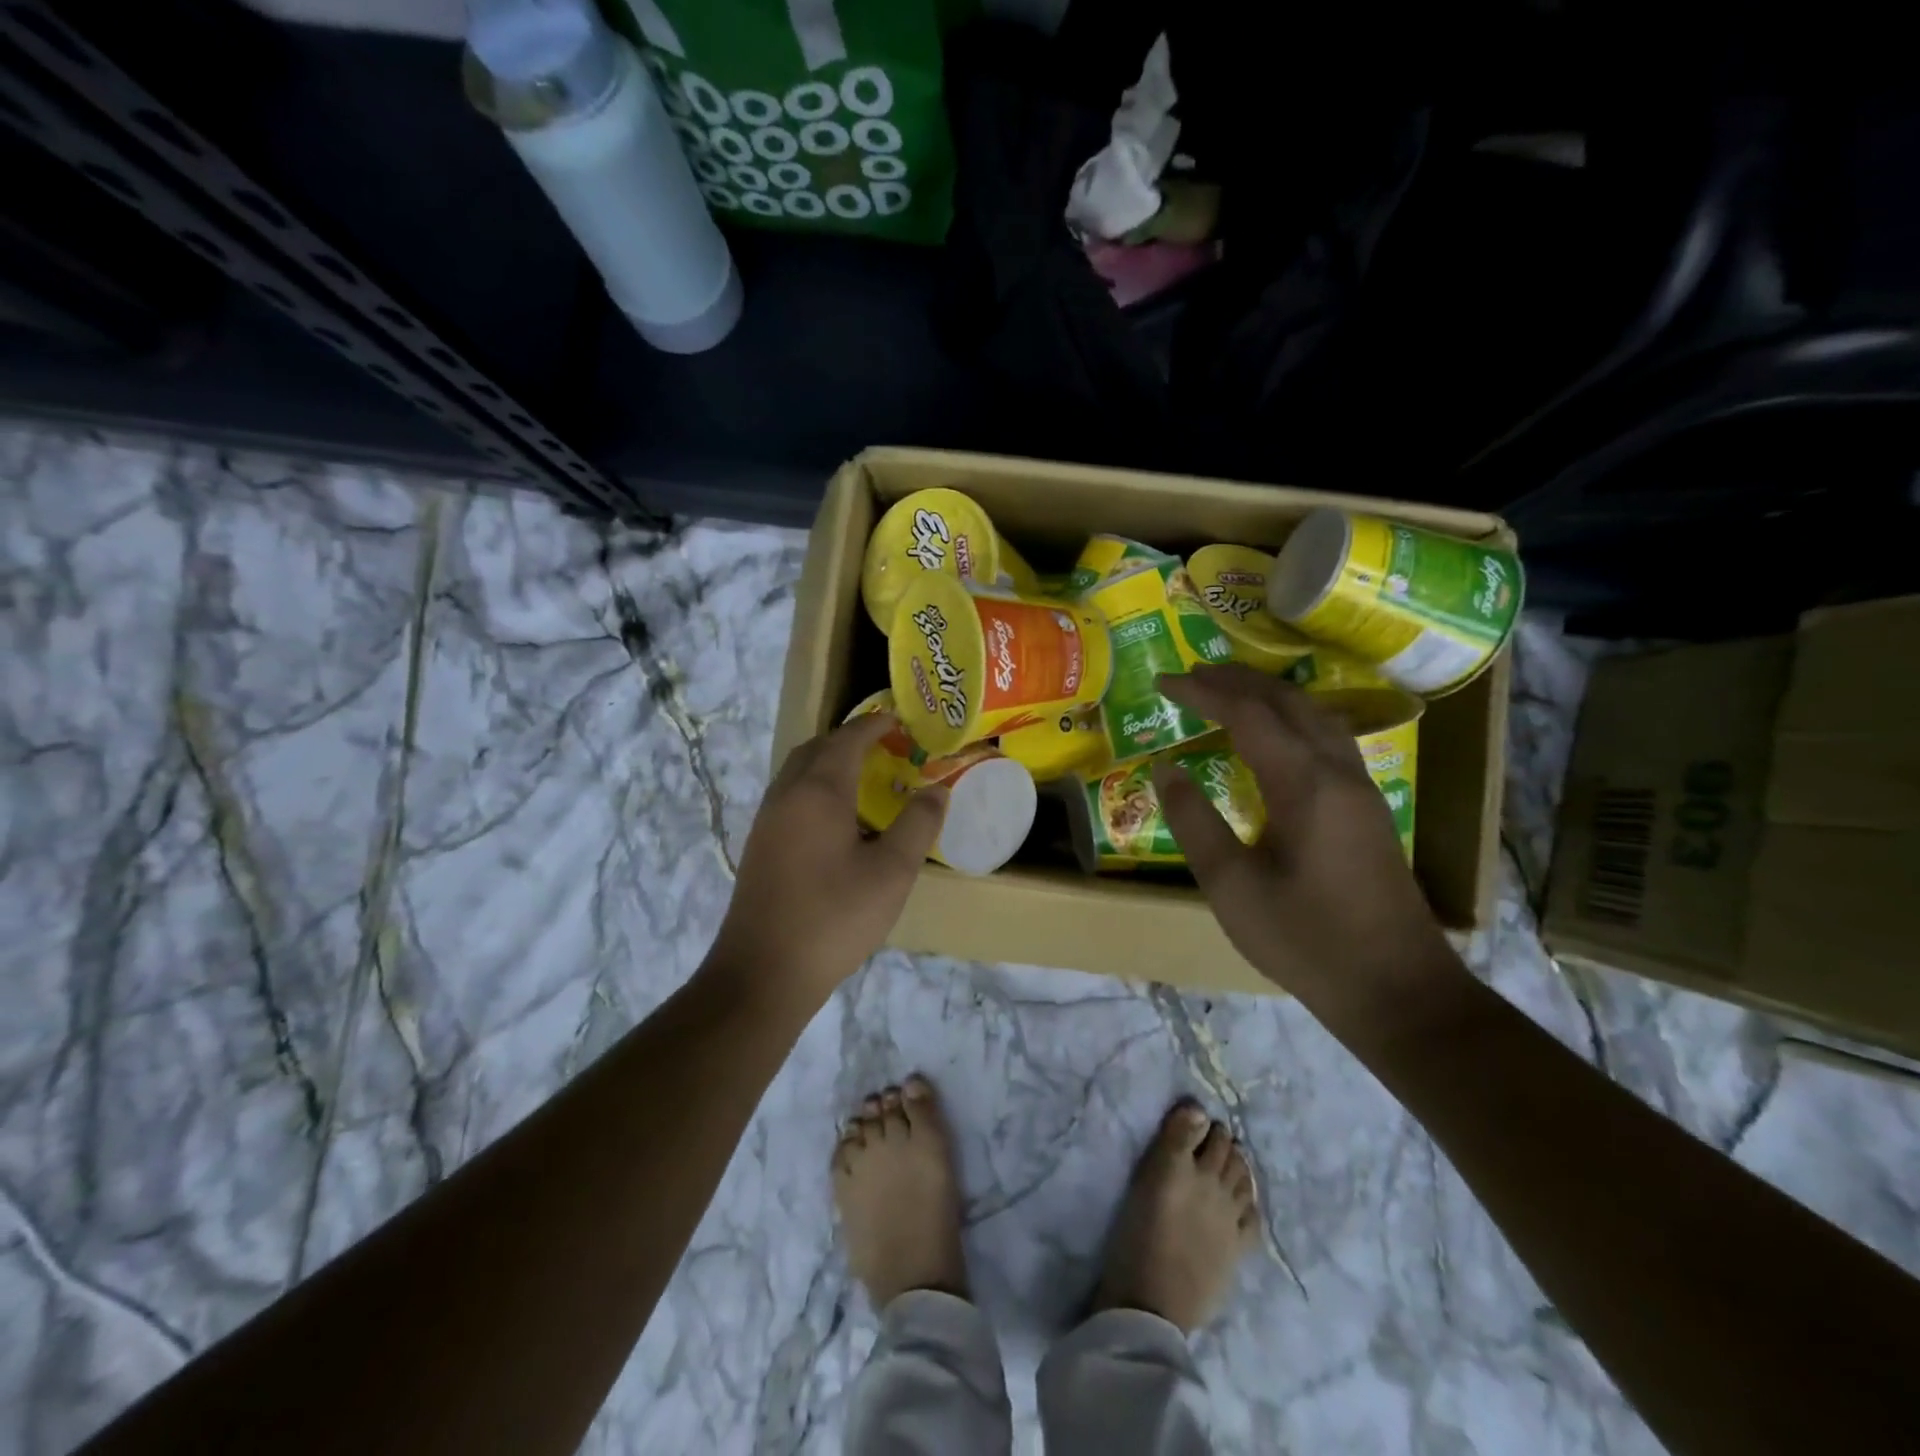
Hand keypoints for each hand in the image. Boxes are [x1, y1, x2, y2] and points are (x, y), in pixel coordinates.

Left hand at [705, 713, 947, 1010]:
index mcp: (818, 791)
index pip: (848, 739)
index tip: (901, 723)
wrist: (762, 973)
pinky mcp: (759, 847)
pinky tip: (838, 822)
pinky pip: (790, 797)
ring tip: (865, 780)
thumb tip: (937, 790)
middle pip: (816, 748)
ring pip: (798, 773)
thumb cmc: (834, 917)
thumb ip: (917, 824)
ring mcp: (767, 821)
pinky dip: (815, 789)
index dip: (875, 726)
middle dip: (849, 740)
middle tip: (885, 748)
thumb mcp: (891, 872)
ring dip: (829, 764)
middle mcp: (786, 795)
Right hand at [1152, 665, 1457, 1021]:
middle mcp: (1338, 771)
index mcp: (1305, 784)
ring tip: (1228, 690)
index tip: (1165, 682)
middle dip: (1237, 680)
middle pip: (1287, 701)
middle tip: (1192, 675)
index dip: (1203, 692)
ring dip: (1268, 694)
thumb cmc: (1306, 939)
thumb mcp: (1231, 886)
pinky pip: (1327, 736)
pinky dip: (1292, 717)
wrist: (1397, 990)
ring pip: (1315, 714)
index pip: (1248, 714)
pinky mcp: (1367, 806)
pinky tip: (1276, 733)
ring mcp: (1360, 786)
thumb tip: (1166, 768)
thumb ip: (1194, 821)